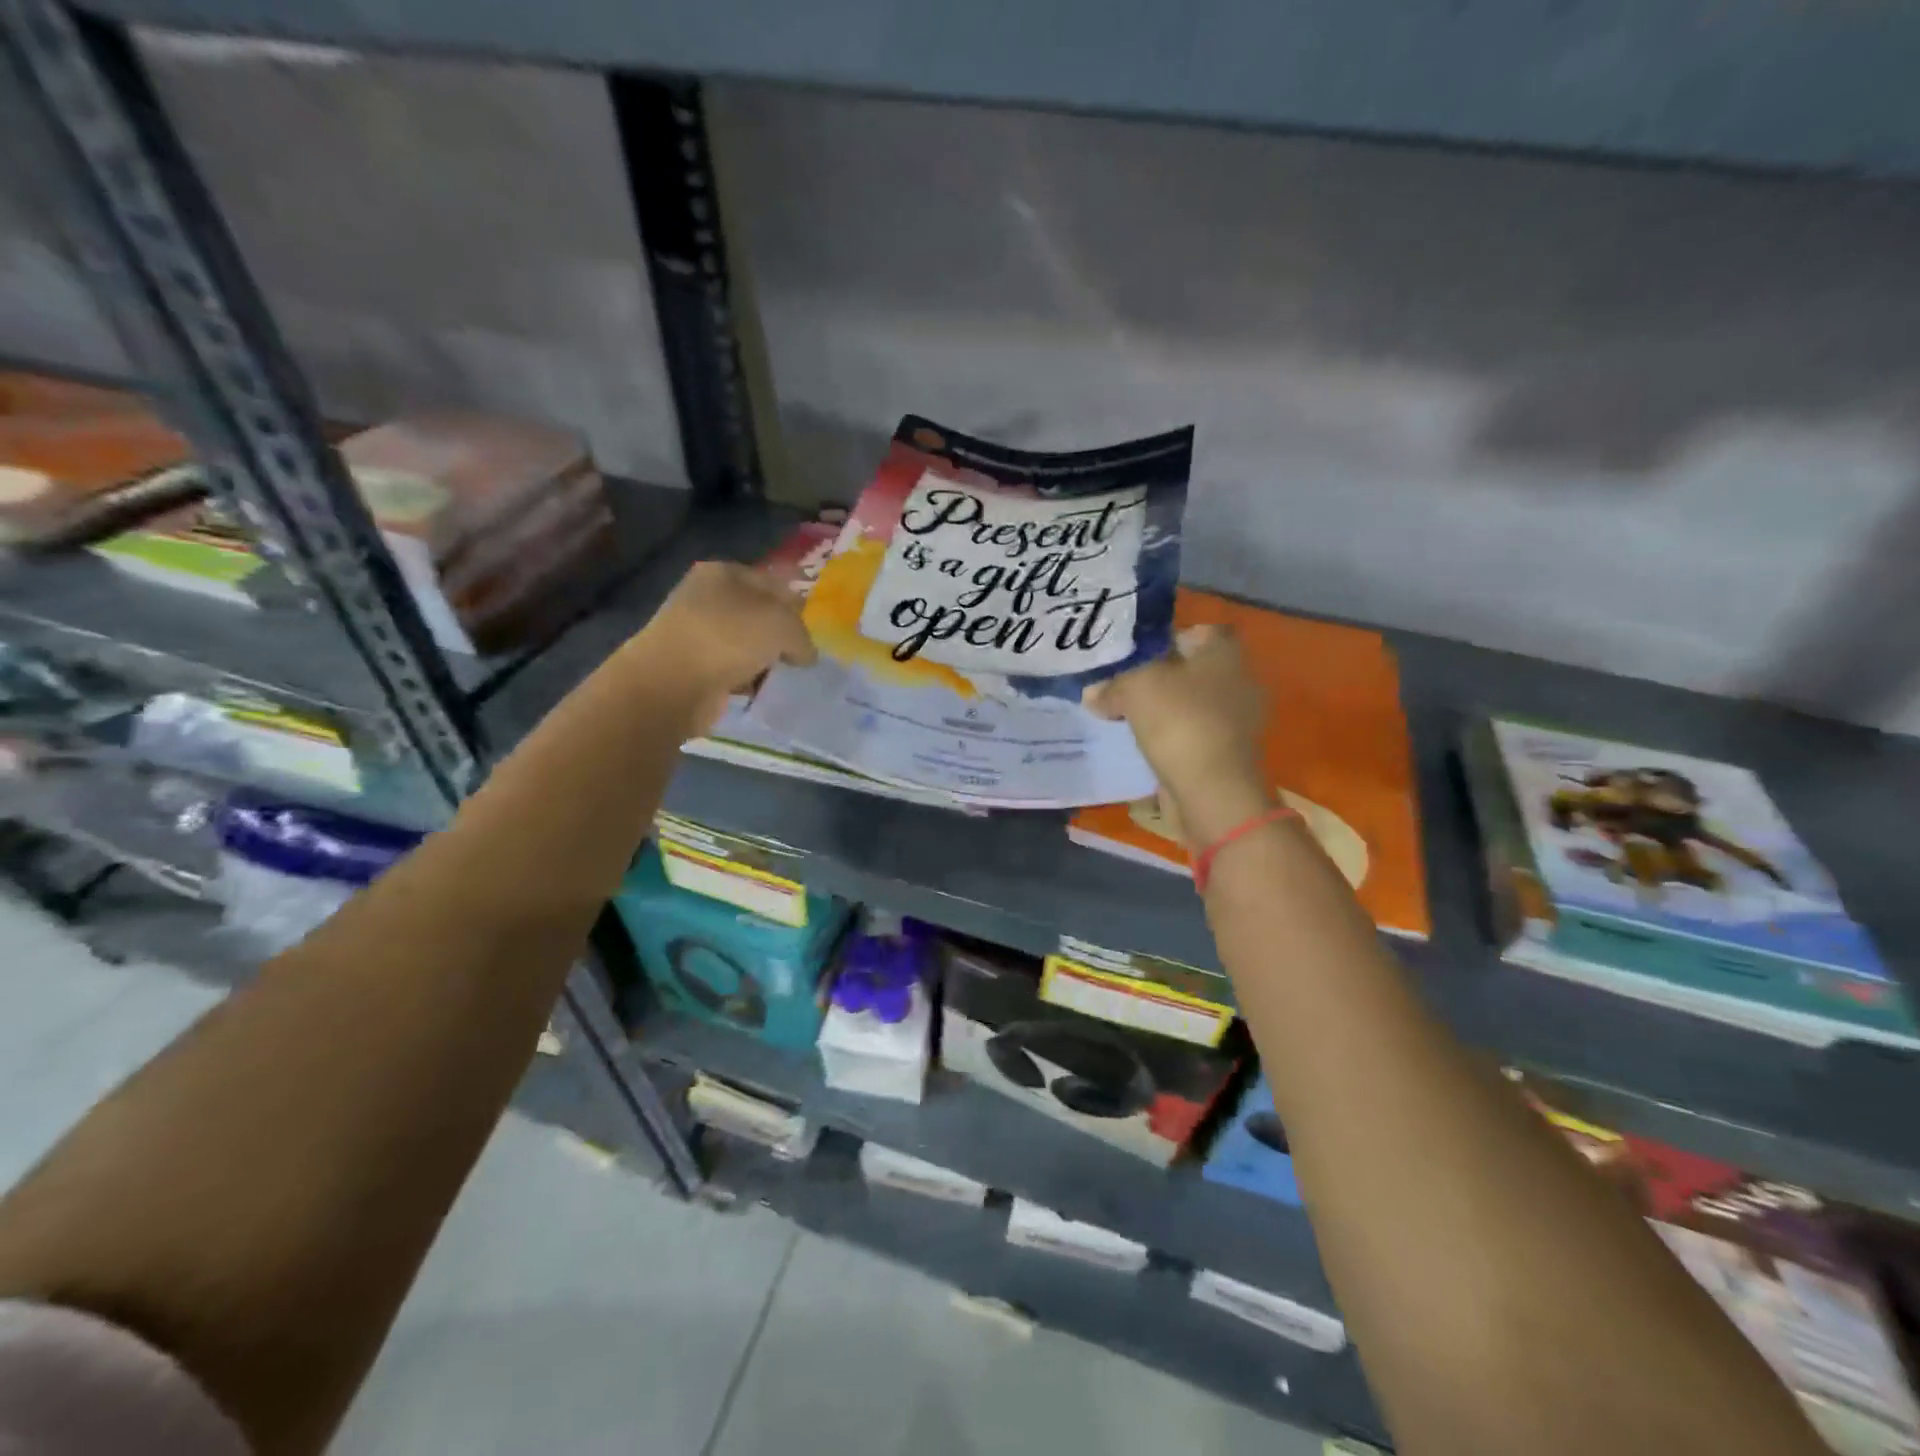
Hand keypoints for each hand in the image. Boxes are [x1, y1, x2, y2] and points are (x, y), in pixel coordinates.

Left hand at [625, 560, 816, 734]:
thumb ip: (803, 636)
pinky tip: (761, 691)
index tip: (815, 633)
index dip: (798, 607)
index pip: (774, 583)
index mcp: (724, 572)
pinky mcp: (692, 666)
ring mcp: (696, 632)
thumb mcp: (783, 626)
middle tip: (803, 658)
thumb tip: (805, 655)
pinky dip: (748, 680)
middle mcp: (707, 597)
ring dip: (765, 661)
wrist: (671, 684)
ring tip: (786, 677)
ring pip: (746, 644)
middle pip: (759, 615)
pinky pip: (732, 670)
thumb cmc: (728, 638)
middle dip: (782, 637)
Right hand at [1085, 625, 1273, 846]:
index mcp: (1225, 652)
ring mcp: (1235, 720)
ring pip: (1188, 703)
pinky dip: (1169, 737)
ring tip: (1123, 717)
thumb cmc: (1179, 722)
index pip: (1195, 631)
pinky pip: (1190, 734)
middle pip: (1189, 669)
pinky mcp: (1226, 753)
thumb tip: (1093, 693)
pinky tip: (1142, 744)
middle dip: (1155, 677)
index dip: (1162, 639)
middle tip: (1118, 686)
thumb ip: (1112, 683)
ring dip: (1160, 710)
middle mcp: (1238, 680)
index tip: (1132, 655)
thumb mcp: (1135, 687)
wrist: (1213, 792)